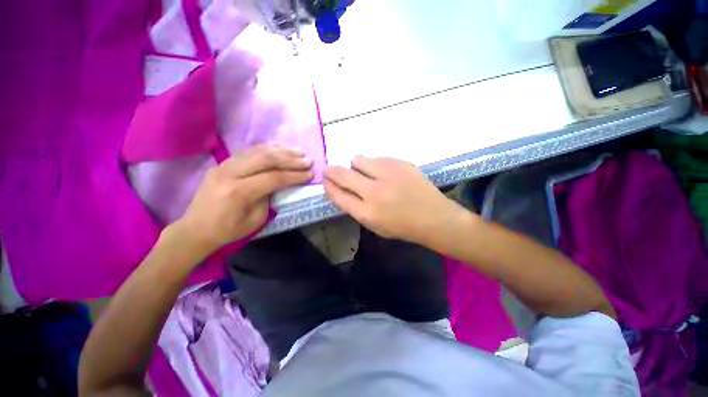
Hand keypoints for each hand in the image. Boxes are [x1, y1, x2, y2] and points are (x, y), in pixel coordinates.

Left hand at [174, 145, 312, 254]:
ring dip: (281, 151)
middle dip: (290, 159)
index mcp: (239, 191)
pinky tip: (279, 149)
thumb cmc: (228, 230)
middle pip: (266, 159)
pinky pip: (248, 152)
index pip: (273, 177)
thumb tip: (278, 183)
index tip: (310, 174)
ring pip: (257, 151)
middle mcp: (230, 173)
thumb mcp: (256, 219)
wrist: (195, 229)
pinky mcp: (222, 164)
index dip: (295, 175)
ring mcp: (224, 165)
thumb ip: (269, 198)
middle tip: (307, 160)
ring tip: (298, 152)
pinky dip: (267, 149)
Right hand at [324, 156, 465, 243]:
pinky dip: (374, 164)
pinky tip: (382, 172)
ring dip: (355, 165)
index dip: (328, 185)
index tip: (325, 180)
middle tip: (329, 169)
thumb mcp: (374, 225)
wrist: (433, 217)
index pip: (337, 194)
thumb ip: (355, 208)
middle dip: (331, 170)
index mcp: (366, 212)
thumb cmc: (402, 226)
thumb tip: (340, 189)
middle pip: (343, 174)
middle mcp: (374, 191)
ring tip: (361, 170)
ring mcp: (388, 175)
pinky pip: (378, 158)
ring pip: (359, 160)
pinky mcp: (400, 164)